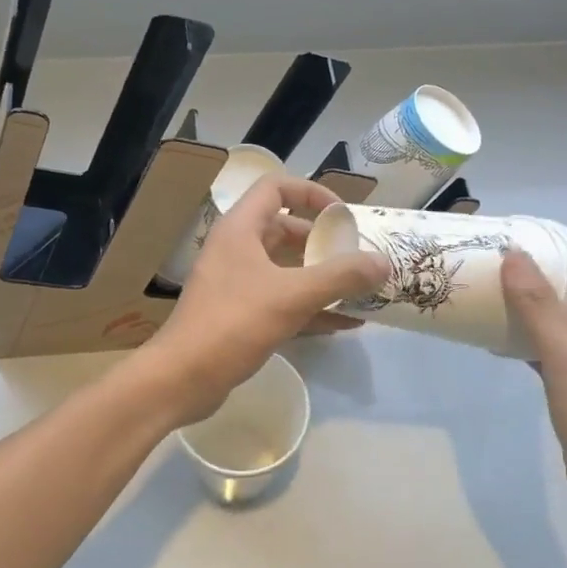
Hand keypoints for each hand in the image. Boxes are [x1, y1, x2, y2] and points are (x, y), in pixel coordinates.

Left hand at [143, 175, 386, 424]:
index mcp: (240, 229)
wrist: (182, 379)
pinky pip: (283, 301)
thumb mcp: (292, 296)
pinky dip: (311, 307)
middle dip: (323, 242)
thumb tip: (383, 262)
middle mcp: (237, 249)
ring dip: (321, 277)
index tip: (342, 215)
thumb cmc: (234, 324)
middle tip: (356, 256)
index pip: (276, 188)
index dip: (311, 193)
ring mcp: (237, 284)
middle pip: (285, 230)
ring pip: (286, 269)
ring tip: (360, 289)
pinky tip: (346, 323)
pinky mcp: (240, 315)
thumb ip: (340, 277)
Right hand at [502, 239, 566, 527]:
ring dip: (545, 310)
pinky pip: (557, 356)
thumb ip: (538, 304)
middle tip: (521, 266)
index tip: (557, 240)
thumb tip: (515, 256)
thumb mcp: (564, 350)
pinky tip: (507, 347)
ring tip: (507, 298)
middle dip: (561, 277)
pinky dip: (535, 345)